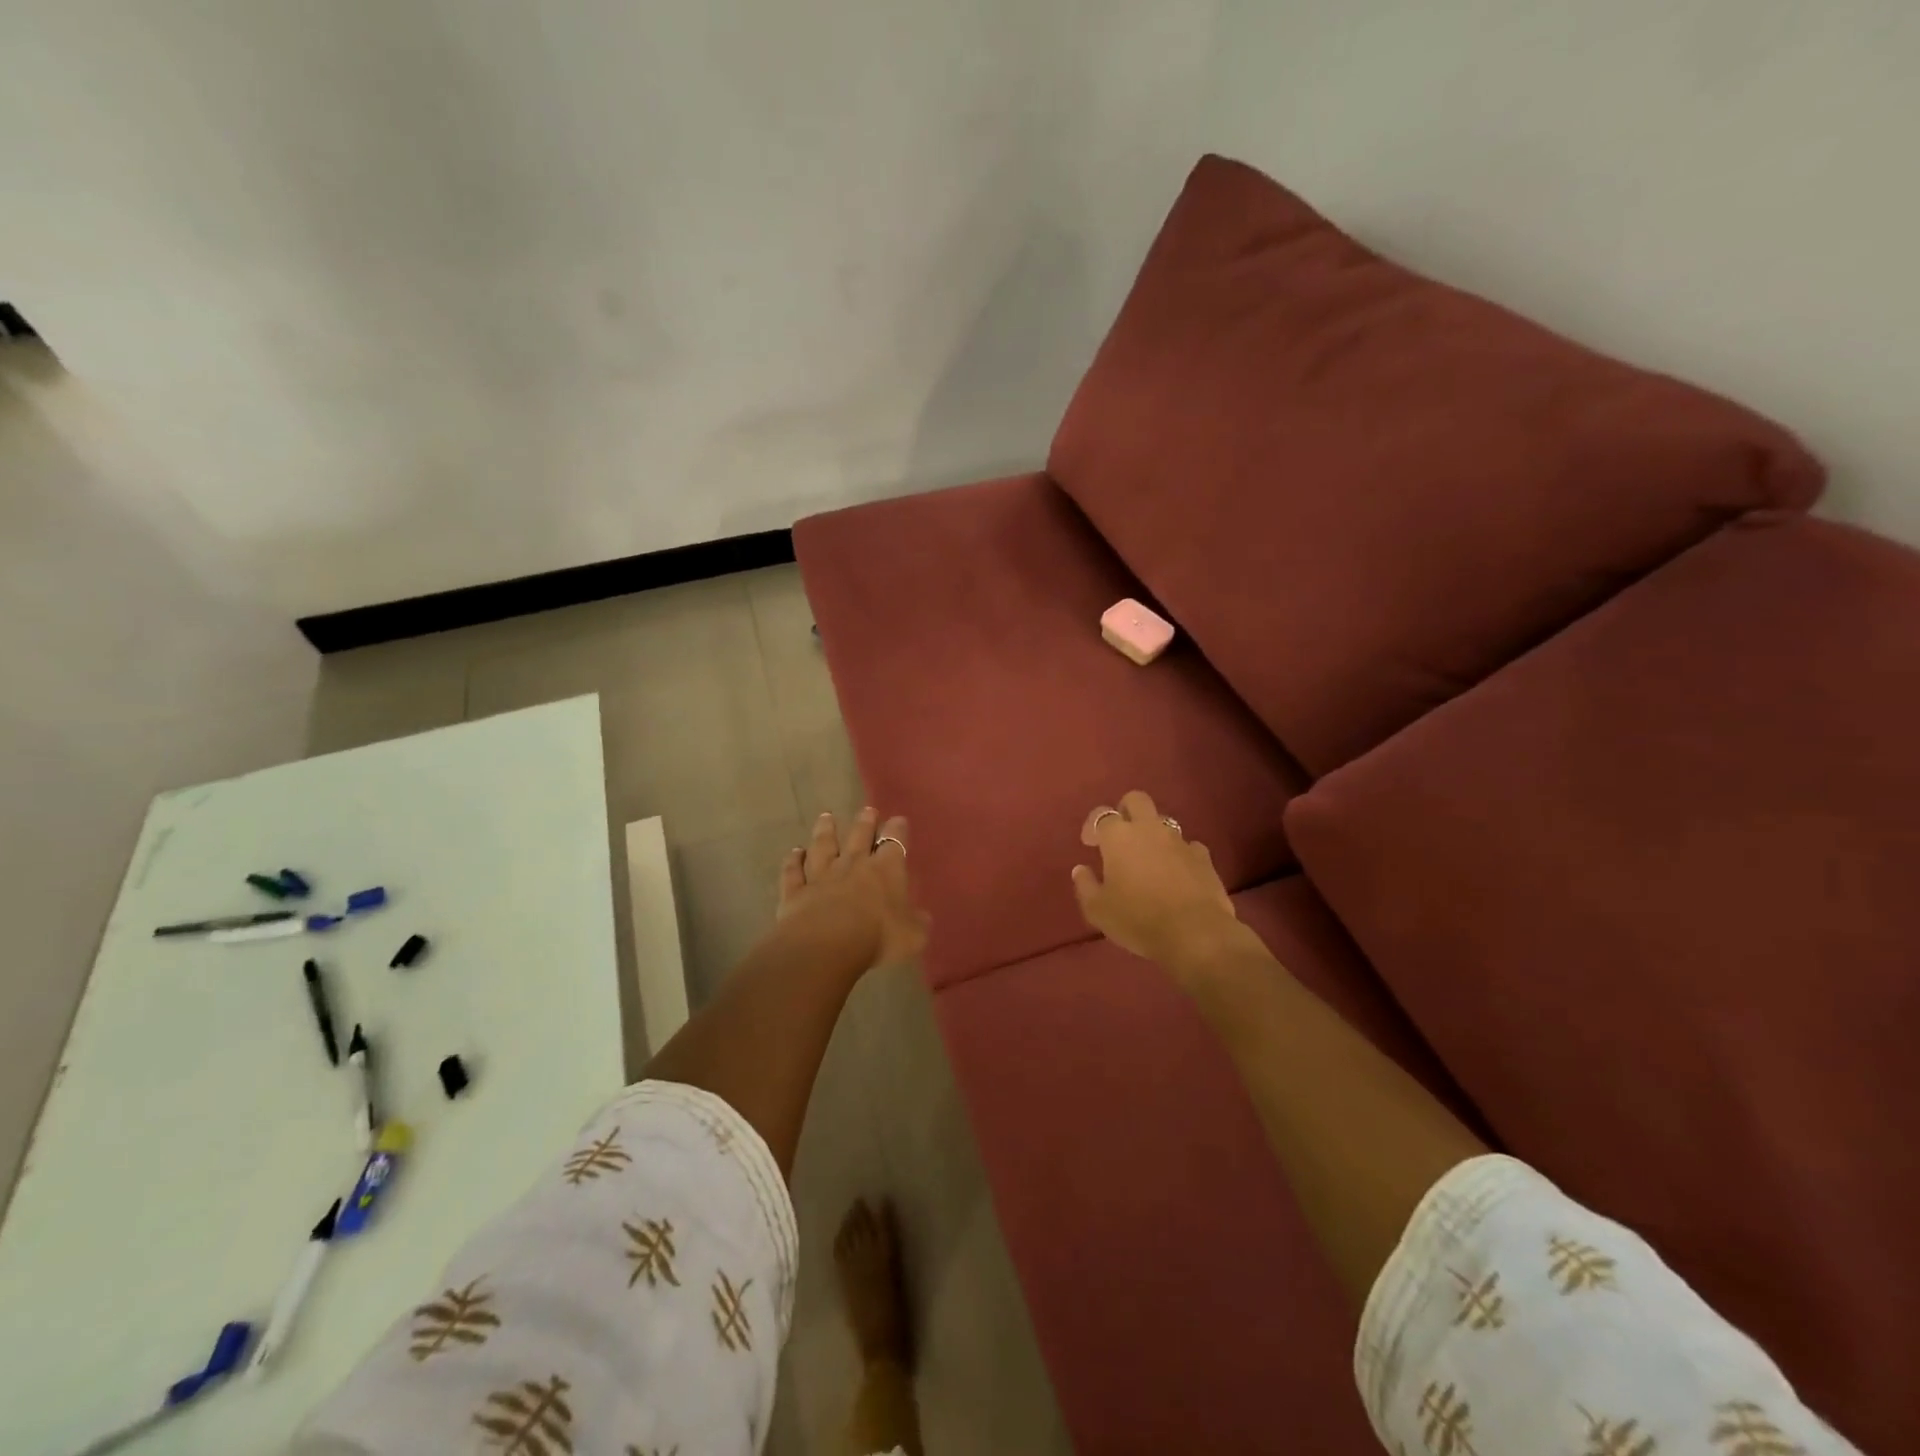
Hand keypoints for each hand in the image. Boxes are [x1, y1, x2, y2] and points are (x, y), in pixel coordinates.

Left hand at [775, 807, 927, 970]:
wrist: (826, 945)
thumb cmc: (878, 937)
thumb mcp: (912, 936)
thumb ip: (917, 924)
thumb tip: (921, 917)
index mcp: (885, 870)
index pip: (895, 842)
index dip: (898, 830)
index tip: (898, 820)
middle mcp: (853, 865)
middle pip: (859, 836)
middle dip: (865, 822)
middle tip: (867, 810)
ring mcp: (821, 876)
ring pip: (823, 846)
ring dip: (825, 830)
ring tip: (826, 817)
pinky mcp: (795, 891)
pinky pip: (793, 871)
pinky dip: (793, 860)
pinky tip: (794, 852)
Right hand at [1072, 790, 1240, 967]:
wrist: (1195, 934)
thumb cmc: (1138, 919)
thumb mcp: (1098, 910)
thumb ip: (1085, 885)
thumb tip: (1081, 869)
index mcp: (1119, 837)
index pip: (1101, 815)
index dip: (1092, 826)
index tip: (1090, 844)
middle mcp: (1149, 829)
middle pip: (1136, 800)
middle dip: (1126, 810)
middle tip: (1120, 835)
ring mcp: (1180, 841)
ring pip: (1164, 823)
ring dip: (1153, 835)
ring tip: (1148, 860)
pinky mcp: (1204, 858)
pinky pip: (1188, 847)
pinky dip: (1179, 855)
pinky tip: (1177, 874)